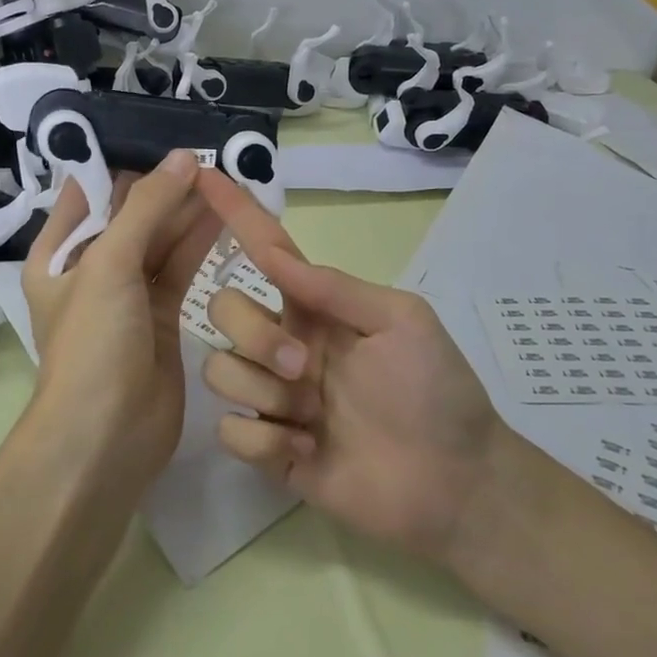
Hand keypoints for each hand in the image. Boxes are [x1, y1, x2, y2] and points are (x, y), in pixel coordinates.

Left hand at [21, 150, 220, 487]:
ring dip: (188, 212)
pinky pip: (181, 269)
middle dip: (165, 186)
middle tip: (208, 153)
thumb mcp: (109, 265)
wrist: (106, 438)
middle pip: (131, 215)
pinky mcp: (161, 318)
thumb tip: (183, 158)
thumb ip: (147, 208)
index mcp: (59, 255)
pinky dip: (200, 244)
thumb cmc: (92, 343)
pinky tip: (227, 216)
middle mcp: (91, 270)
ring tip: (225, 176)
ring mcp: (128, 295)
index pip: (89, 193)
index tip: (163, 134)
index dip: (123, 164)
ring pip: (160, 241)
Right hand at [192, 170, 502, 563]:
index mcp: (313, 308)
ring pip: (219, 369)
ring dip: (265, 392)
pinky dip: (267, 441)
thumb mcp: (400, 320)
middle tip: (304, 367)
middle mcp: (283, 343)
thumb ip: (335, 287)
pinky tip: (308, 452)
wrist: (454, 482)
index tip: (201, 174)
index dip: (234, 212)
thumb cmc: (435, 390)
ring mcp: (273, 396)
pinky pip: (230, 431)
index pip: (263, 250)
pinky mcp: (267, 448)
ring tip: (313, 418)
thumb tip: (276, 254)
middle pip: (223, 310)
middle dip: (255, 335)